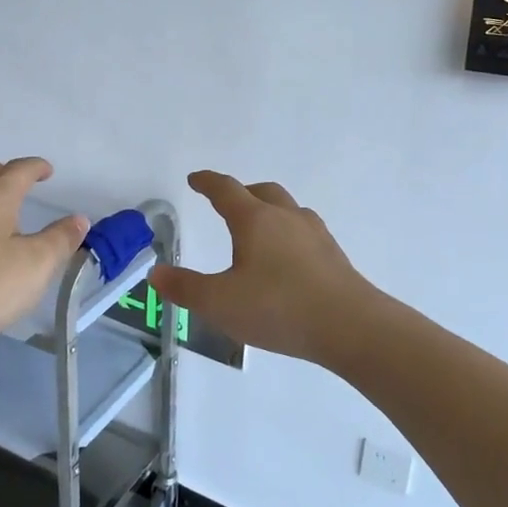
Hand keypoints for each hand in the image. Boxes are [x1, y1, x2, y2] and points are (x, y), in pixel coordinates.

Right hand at [149, 171, 374, 366]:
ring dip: (270, 211)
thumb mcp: (220, 303)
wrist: (352, 327)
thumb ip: (185, 288)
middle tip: (228, 203)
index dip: (208, 182)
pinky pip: (305, 232)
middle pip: (262, 192)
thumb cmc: (279, 308)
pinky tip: (288, 259)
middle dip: (242, 193)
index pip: (226, 190)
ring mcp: (315, 235)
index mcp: (255, 221)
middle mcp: (286, 218)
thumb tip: (156, 273)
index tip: (196, 179)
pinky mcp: (334, 256)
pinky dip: (289, 234)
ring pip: (288, 209)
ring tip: (259, 231)